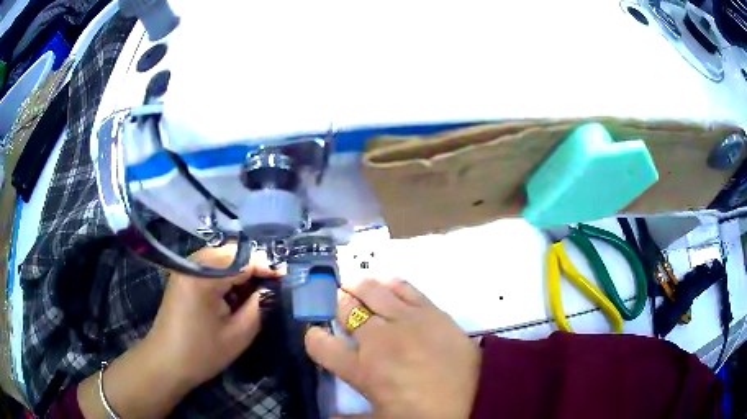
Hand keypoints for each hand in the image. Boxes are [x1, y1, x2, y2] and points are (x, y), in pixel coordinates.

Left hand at [146, 245, 280, 388]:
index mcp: (203, 277)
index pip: (243, 260)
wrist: (166, 362)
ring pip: (221, 257)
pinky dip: (227, 274)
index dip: (267, 266)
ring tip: (256, 290)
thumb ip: (259, 305)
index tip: (287, 276)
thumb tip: (271, 287)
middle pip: (231, 252)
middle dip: (254, 265)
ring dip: (240, 270)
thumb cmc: (202, 353)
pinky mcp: (183, 275)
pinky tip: (234, 292)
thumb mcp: (238, 334)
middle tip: (273, 284)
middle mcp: (192, 263)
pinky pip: (211, 265)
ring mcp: (185, 267)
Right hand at [305, 278, 480, 418]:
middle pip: (346, 309)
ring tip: (353, 284)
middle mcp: (378, 340)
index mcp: (362, 370)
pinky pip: (403, 287)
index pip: (321, 345)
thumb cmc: (425, 413)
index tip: (316, 335)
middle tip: (337, 302)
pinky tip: (383, 282)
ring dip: (357, 285)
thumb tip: (327, 417)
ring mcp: (405, 320)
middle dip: (336, 303)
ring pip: (371, 291)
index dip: (313, 337)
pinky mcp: (430, 310)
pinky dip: (388, 282)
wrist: (475, 396)